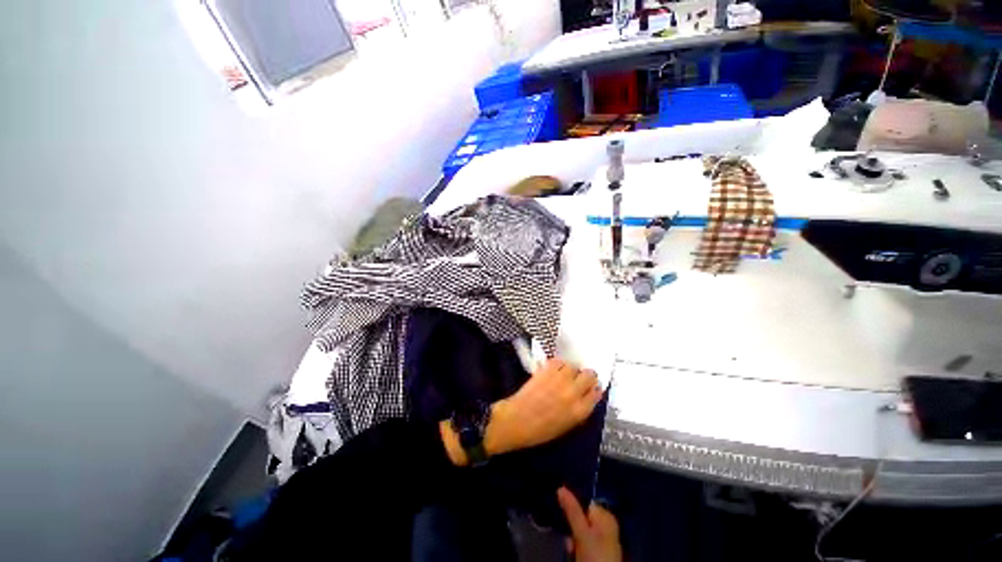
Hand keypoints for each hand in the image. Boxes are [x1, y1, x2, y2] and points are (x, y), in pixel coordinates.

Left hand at [486, 359, 601, 454]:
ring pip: (574, 366)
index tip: (590, 388)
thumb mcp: (567, 425)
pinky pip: (559, 361)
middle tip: (579, 379)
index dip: (593, 389)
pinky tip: (554, 370)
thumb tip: (589, 396)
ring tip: (564, 374)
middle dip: (586, 376)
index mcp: (580, 411)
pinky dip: (559, 364)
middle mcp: (573, 392)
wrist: (517, 420)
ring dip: (571, 370)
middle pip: (589, 375)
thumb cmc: (541, 430)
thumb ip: (580, 410)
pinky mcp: (547, 370)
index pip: (596, 393)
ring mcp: (560, 379)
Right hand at [557, 487, 621, 561]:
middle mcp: (607, 525)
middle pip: (583, 518)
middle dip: (573, 526)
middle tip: (569, 538)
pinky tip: (576, 553)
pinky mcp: (601, 552)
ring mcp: (604, 540)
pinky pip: (586, 542)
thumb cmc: (596, 555)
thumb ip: (572, 510)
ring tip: (571, 548)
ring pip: (583, 531)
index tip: (565, 517)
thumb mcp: (582, 532)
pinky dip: (579, 546)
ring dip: (574, 538)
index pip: (586, 503)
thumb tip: (561, 488)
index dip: (574, 509)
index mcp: (606, 516)